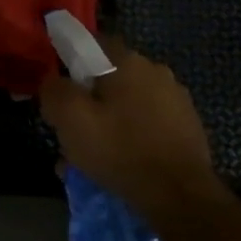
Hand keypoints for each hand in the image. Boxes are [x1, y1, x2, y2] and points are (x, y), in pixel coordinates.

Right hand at [38, 41, 227, 218]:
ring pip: (128, 105)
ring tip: (93, 159)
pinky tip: (121, 165)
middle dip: (89, 102)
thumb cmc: (120, 150)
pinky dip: (132, 138)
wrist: (179, 195)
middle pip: (110, 79)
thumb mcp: (71, 119)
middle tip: (72, 134)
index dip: (70, 65)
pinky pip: (148, 125)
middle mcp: (156, 71)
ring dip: (109, 124)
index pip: (91, 45)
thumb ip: (54, 90)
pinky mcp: (187, 126)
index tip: (60, 93)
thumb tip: (52, 81)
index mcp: (128, 61)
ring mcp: (176, 99)